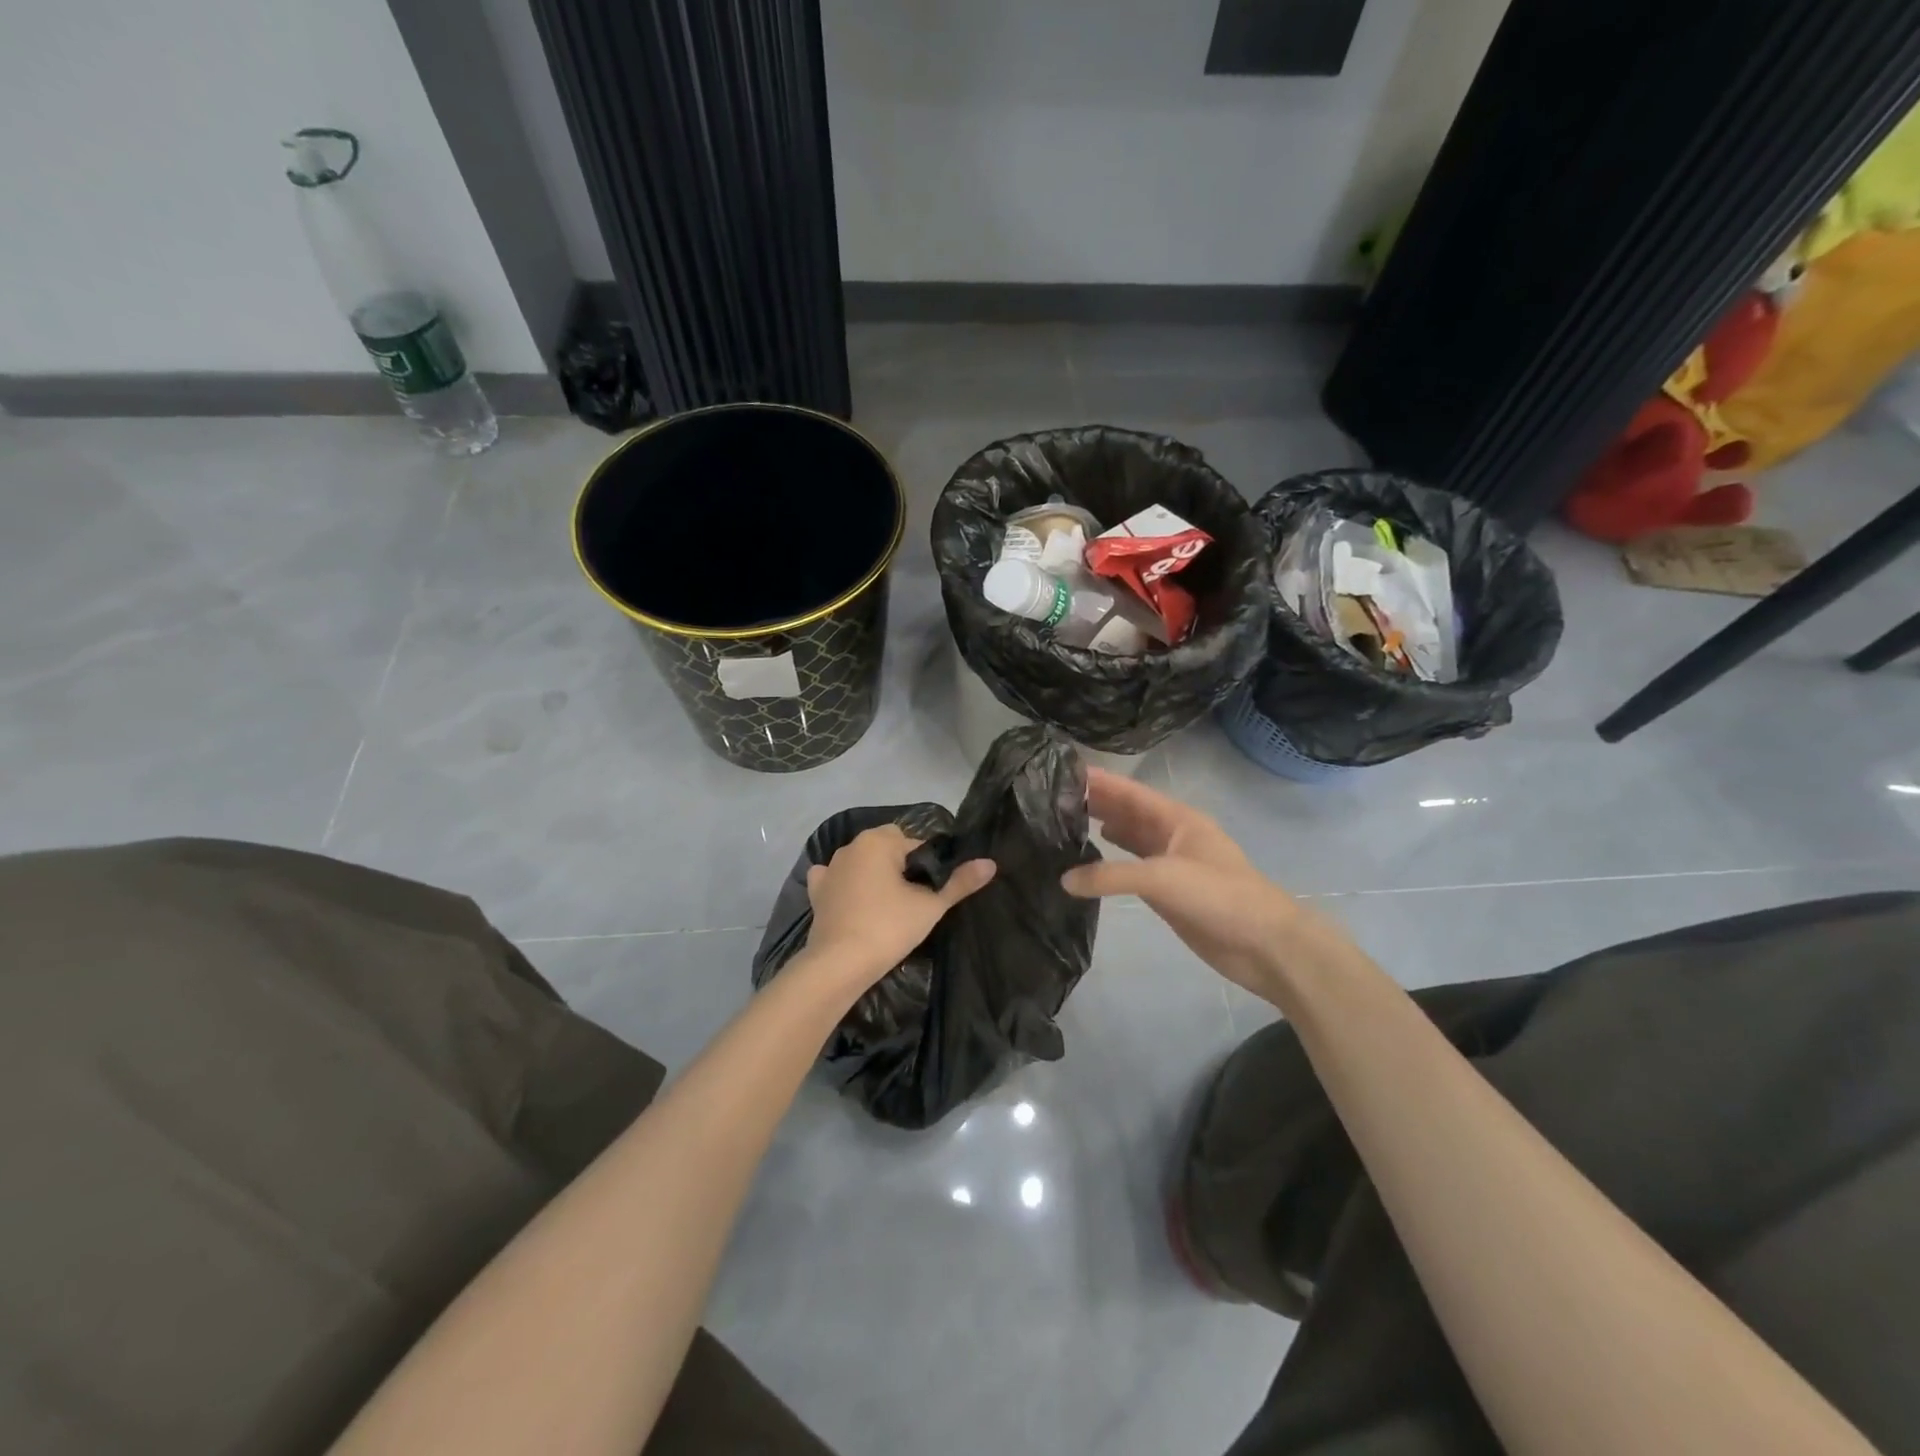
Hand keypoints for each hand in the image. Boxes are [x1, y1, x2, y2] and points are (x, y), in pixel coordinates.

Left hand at [802, 825, 994, 988]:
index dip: (928, 866)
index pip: (916, 844)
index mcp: (879, 841)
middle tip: (912, 900)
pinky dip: (845, 885)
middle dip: (900, 866)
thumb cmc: (888, 928)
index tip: (931, 892)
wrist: (839, 964)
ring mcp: (830, 867)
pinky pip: (836, 878)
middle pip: (887, 848)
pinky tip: (854, 901)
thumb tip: (990, 863)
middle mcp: (852, 846)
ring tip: (887, 906)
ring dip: (874, 874)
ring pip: (862, 862)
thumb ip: (960, 883)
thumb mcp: (931, 906)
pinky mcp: (817, 891)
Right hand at [1060, 768, 1359, 1002]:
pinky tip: (1089, 864)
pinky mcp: (1169, 892)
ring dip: (1102, 830)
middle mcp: (1172, 836)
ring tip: (1063, 825)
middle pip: (1128, 813)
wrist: (1264, 944)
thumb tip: (1064, 879)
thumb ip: (1111, 876)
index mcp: (1177, 819)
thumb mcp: (1163, 878)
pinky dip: (1111, 865)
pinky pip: (1132, 870)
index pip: (1130, 792)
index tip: (1063, 771)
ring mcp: (1171, 864)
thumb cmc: (1219, 896)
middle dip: (1096, 803)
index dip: (1100, 781)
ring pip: (1130, 840)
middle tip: (1053, 798)